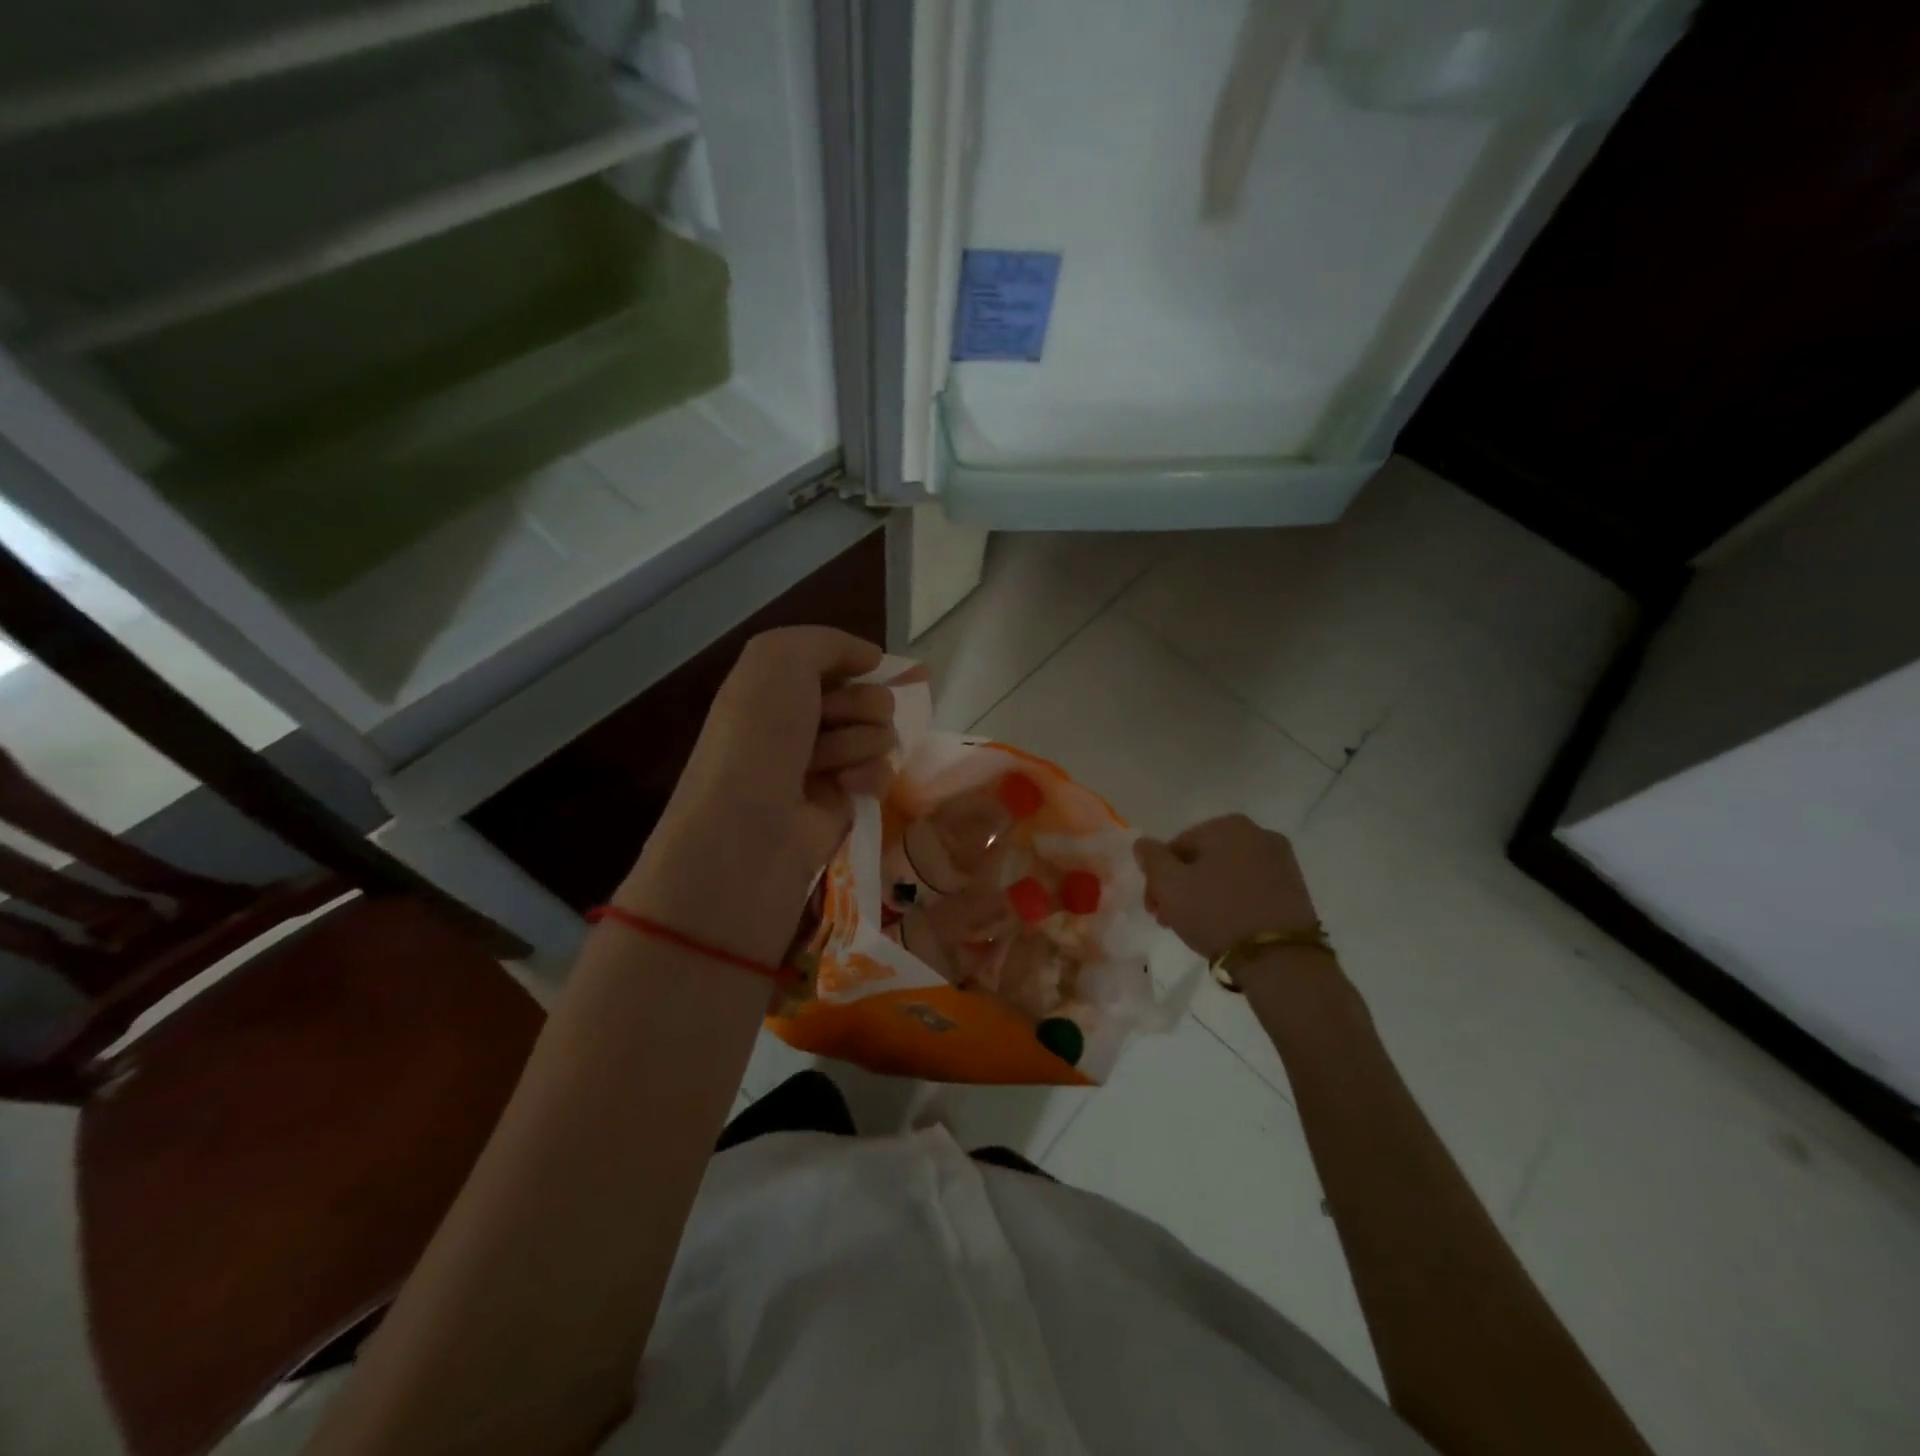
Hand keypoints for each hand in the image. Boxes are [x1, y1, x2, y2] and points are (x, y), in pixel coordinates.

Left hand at [616, 627, 894, 962]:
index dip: (853, 663)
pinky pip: (881, 772)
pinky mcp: (845, 802)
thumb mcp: (778, 658)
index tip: (861, 669)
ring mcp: (824, 764)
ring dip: (860, 741)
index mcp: (775, 688)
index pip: (838, 662)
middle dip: (858, 704)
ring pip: (879, 732)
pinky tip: (847, 788)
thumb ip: (828, 641)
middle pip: (866, 695)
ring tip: (829, 764)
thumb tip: (871, 658)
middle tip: (832, 722)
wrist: (753, 826)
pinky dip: (870, 775)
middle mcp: (800, 723)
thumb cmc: (759, 736)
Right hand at [1134, 814, 1319, 963]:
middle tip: (1169, 919)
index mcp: (1227, 825)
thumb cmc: (1217, 914)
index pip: (1176, 846)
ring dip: (1205, 894)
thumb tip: (1143, 843)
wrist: (1280, 959)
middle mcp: (1258, 833)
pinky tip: (1225, 925)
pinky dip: (1232, 900)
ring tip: (1196, 926)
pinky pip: (1250, 886)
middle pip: (1202, 858)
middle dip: (1181, 886)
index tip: (1153, 907)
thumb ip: (1151, 858)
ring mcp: (1281, 859)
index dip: (1158, 877)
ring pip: (1226, 873)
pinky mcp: (1295, 887)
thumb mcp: (1170, 885)